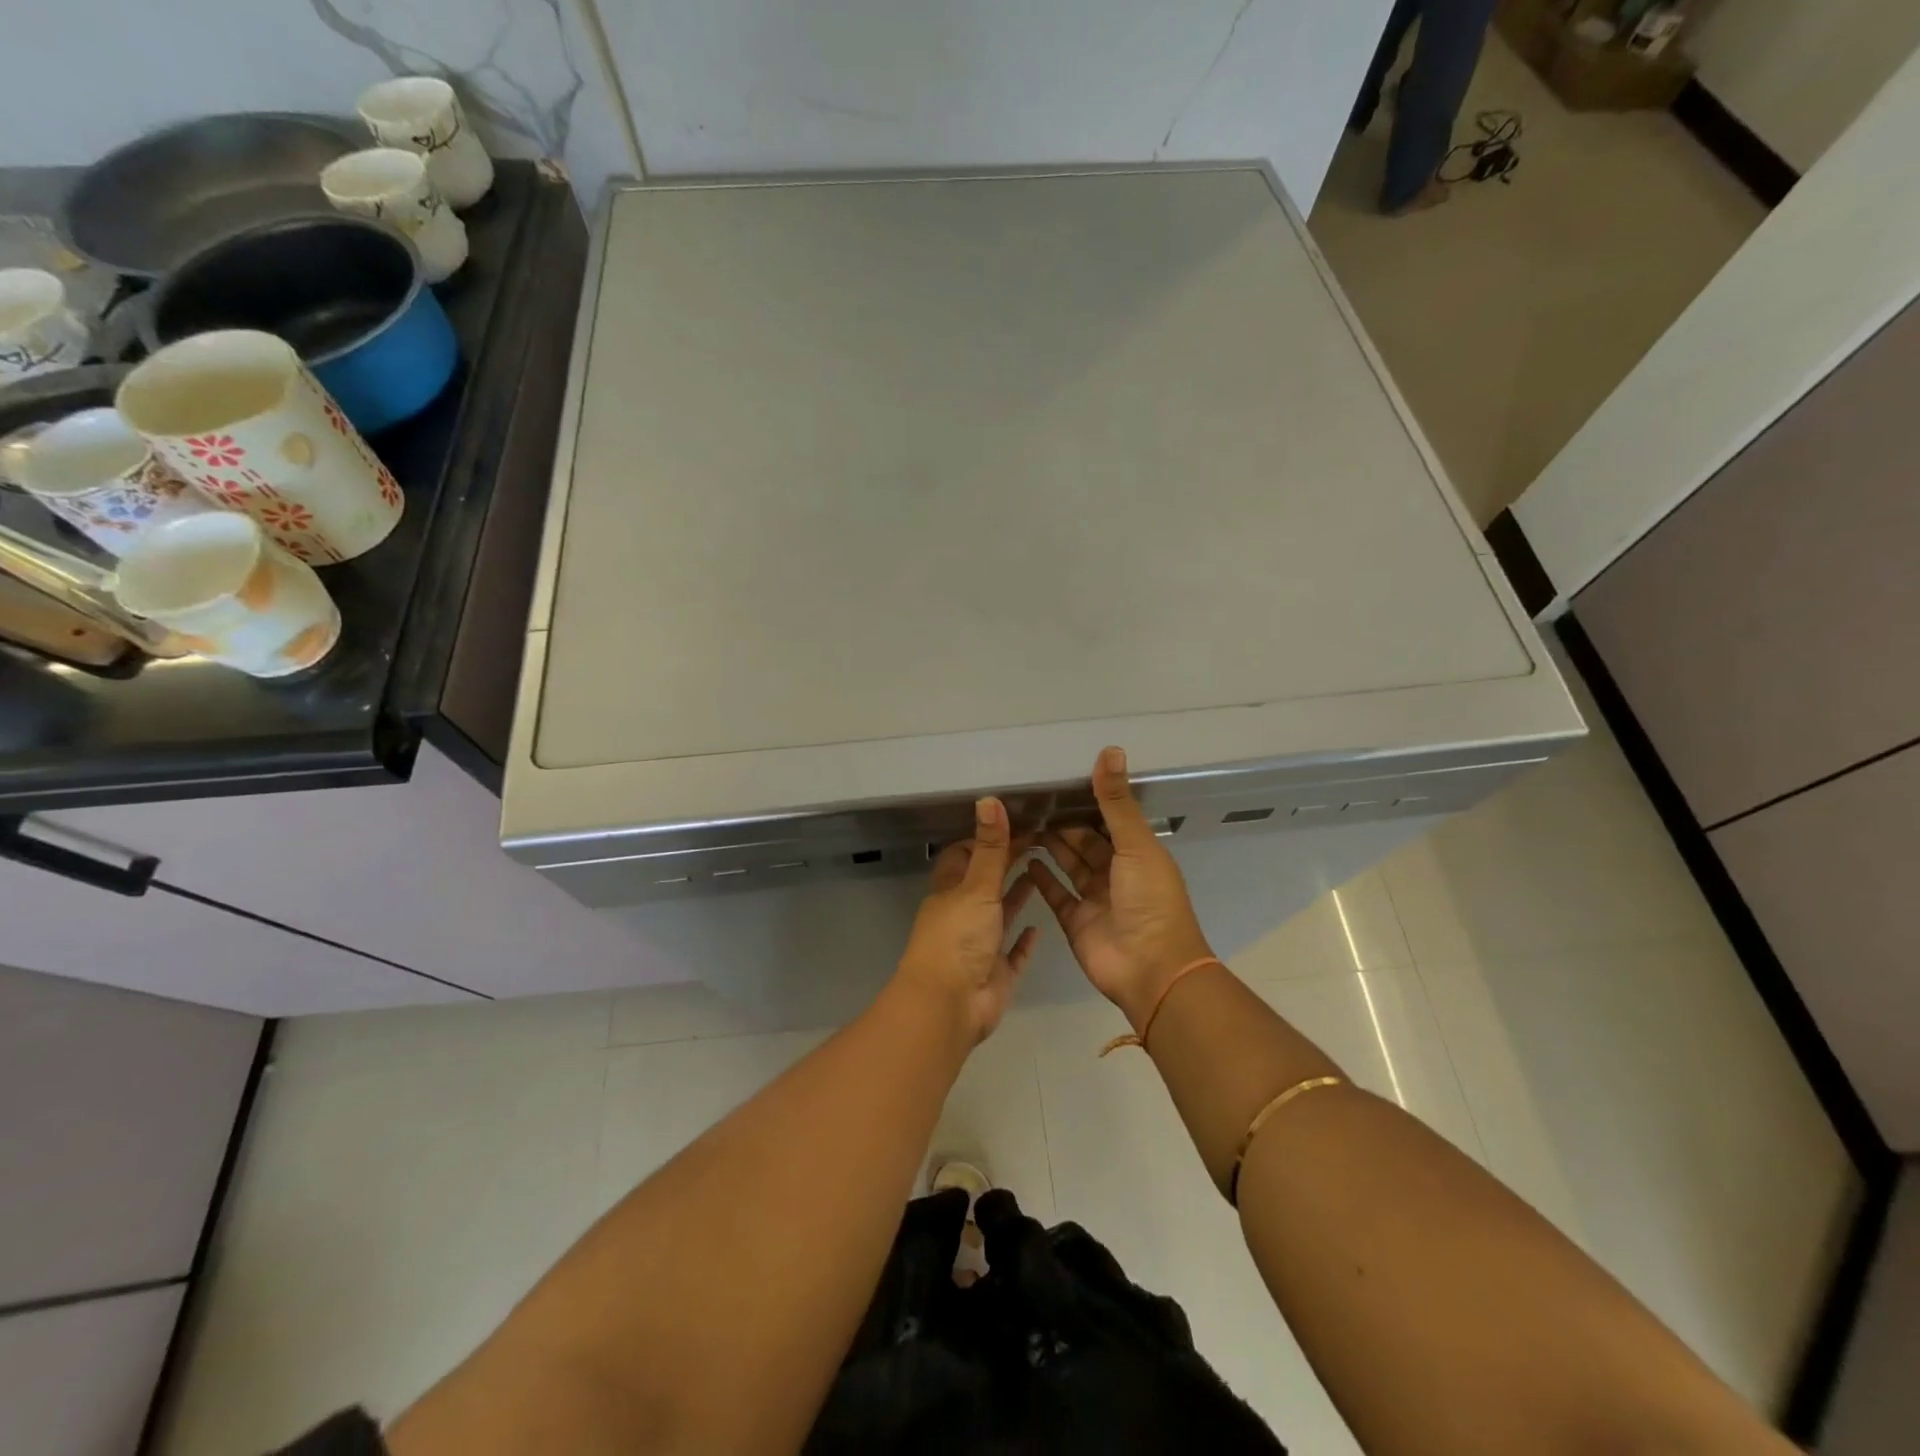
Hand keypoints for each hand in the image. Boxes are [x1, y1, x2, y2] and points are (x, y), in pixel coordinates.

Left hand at [894, 797, 1039, 1042]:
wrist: (949, 1006)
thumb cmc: (958, 938)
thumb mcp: (977, 886)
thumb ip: (990, 847)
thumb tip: (989, 799)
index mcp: (950, 892)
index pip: (964, 856)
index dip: (985, 839)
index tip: (1015, 823)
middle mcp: (963, 916)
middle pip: (985, 882)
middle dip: (1006, 863)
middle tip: (1039, 841)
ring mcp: (979, 946)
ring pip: (999, 915)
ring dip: (1016, 896)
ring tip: (1043, 872)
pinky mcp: (996, 974)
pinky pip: (1013, 954)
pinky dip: (1024, 941)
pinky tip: (1040, 928)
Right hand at [1028, 747, 1214, 1032]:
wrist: (1150, 969)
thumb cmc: (1149, 901)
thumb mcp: (1136, 845)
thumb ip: (1117, 802)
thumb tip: (1111, 750)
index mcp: (1138, 854)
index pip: (1109, 820)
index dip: (1088, 802)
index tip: (1057, 782)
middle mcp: (1116, 874)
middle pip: (1085, 842)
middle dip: (1063, 824)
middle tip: (1030, 802)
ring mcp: (1095, 899)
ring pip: (1069, 865)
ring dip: (1050, 846)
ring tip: (1021, 824)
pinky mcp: (1075, 921)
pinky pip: (1055, 893)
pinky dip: (1041, 878)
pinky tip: (1021, 859)